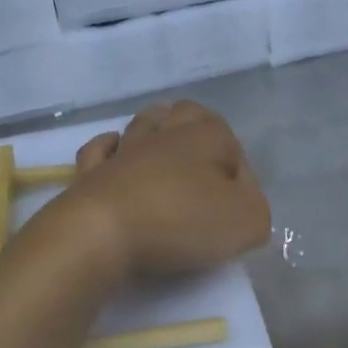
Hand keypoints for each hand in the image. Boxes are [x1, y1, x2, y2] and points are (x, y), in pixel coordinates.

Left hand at [55, 101, 271, 278]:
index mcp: (206, 137)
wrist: (101, 232)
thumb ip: (256, 209)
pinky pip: (101, 150)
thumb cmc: (181, 220)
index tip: (240, 209)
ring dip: (157, 131)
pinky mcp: (91, 172)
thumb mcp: (247, 221)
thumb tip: (242, 205)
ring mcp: (124, 150)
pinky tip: (117, 159)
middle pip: (187, 114)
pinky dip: (110, 150)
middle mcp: (165, 134)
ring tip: (166, 154)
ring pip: (144, 124)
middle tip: (207, 166)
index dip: (242, 176)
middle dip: (199, 130)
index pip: (234, 147)